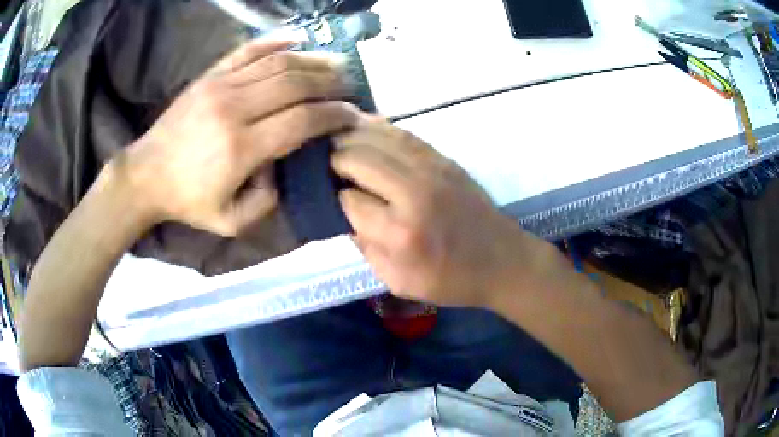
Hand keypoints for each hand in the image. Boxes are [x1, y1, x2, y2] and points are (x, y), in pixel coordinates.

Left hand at [117, 38, 359, 235]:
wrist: (146, 175)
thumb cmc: (188, 201)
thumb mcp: (231, 222)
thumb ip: (267, 200)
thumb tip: (284, 165)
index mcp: (241, 148)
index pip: (301, 120)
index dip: (333, 114)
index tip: (352, 115)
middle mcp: (234, 108)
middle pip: (295, 83)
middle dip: (330, 82)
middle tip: (349, 86)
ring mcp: (220, 86)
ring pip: (277, 62)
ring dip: (312, 60)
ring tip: (335, 63)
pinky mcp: (210, 75)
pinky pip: (249, 50)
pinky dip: (276, 41)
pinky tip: (298, 40)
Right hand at [332, 119, 537, 308]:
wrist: (502, 261)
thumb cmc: (451, 280)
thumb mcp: (398, 280)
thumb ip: (365, 247)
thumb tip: (344, 213)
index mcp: (400, 232)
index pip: (348, 200)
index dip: (333, 198)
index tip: (330, 200)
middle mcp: (413, 192)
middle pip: (358, 158)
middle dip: (334, 160)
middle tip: (325, 166)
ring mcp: (431, 169)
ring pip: (378, 137)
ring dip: (351, 137)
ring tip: (336, 143)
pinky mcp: (443, 159)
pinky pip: (403, 134)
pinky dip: (378, 130)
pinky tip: (364, 132)